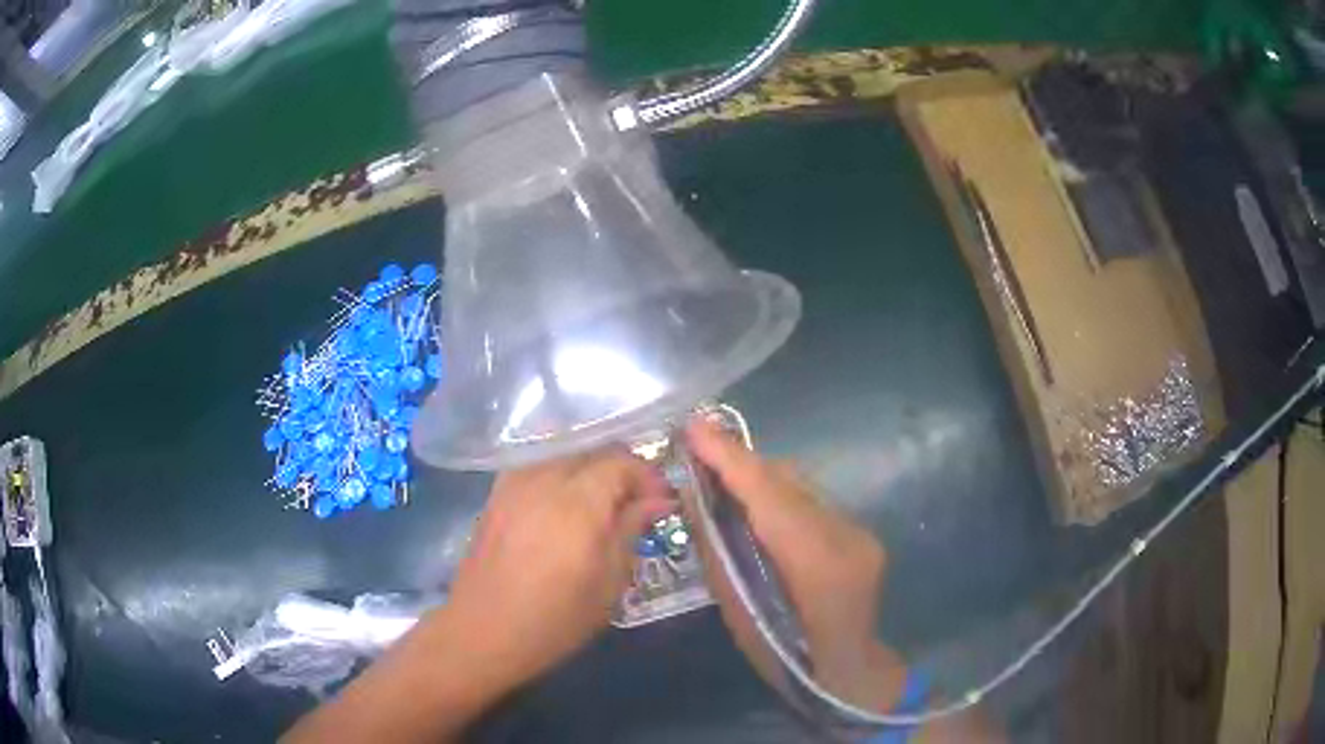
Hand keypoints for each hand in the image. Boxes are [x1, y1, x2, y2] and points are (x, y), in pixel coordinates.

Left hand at [445, 447, 672, 685]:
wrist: (483, 631)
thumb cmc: (556, 618)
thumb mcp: (609, 582)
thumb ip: (631, 530)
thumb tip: (658, 501)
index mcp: (578, 503)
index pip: (621, 462)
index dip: (648, 477)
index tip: (662, 502)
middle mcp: (544, 480)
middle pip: (592, 452)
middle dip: (621, 471)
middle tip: (637, 504)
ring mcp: (514, 482)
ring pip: (564, 455)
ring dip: (590, 472)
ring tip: (602, 506)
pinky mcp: (496, 493)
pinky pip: (538, 468)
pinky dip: (561, 477)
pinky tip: (565, 508)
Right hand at [684, 418, 904, 709]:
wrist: (851, 671)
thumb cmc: (787, 659)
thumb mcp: (741, 617)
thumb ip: (721, 555)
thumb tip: (696, 502)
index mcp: (818, 565)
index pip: (770, 497)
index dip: (732, 460)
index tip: (695, 428)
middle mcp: (846, 537)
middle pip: (788, 483)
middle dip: (741, 463)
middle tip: (699, 451)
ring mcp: (859, 532)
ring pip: (801, 487)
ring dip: (760, 478)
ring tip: (723, 477)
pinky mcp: (861, 532)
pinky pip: (812, 502)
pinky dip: (780, 497)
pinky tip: (759, 508)